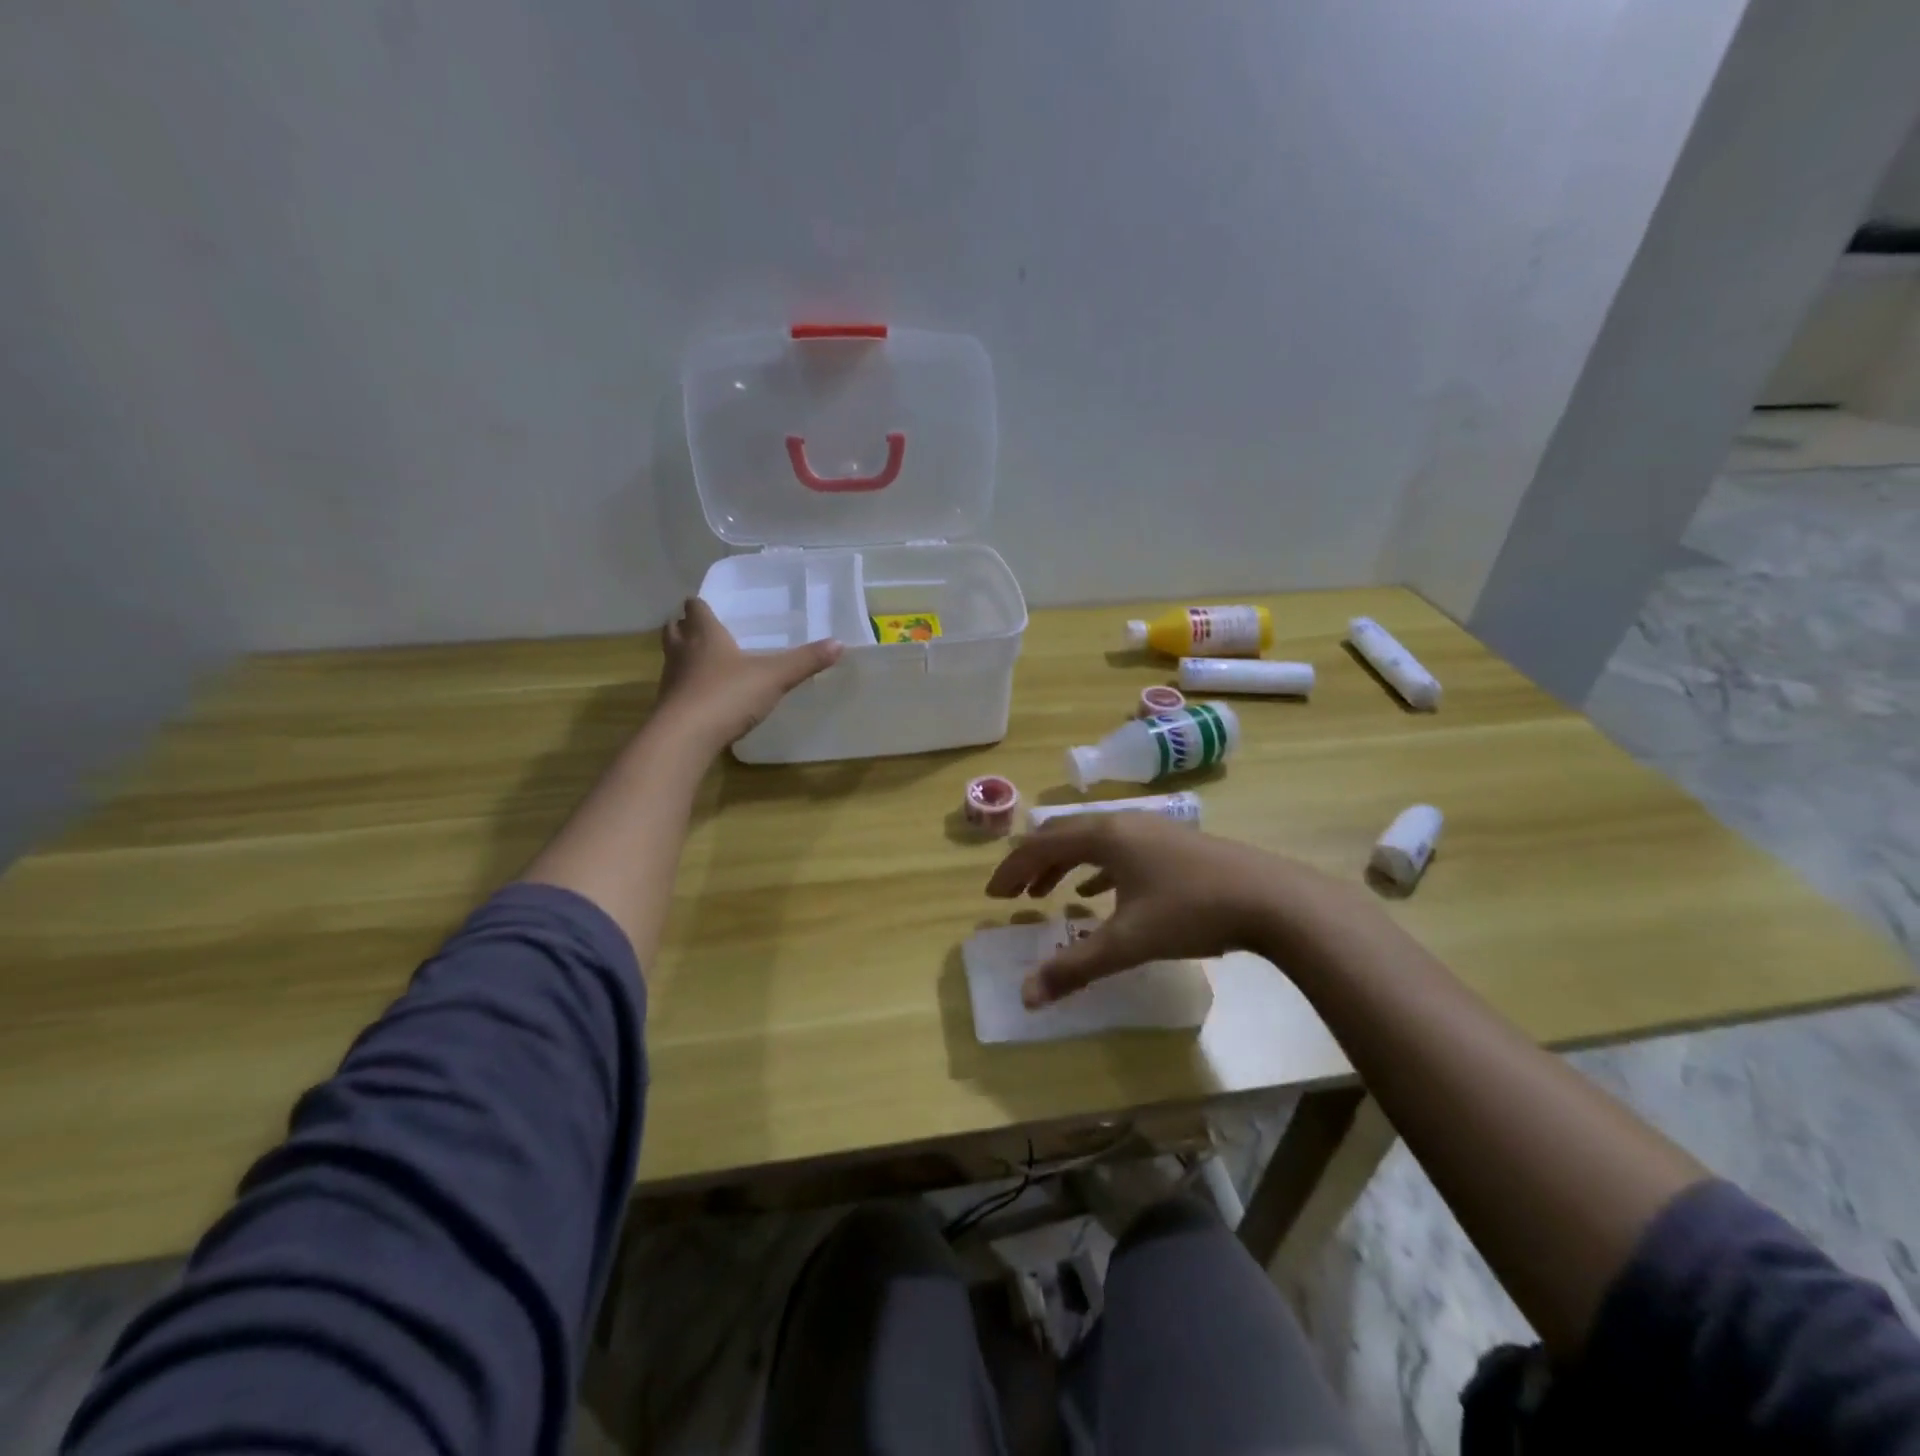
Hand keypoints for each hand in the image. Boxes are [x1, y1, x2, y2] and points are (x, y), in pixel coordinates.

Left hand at [654, 597, 842, 749]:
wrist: (685, 737)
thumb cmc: (728, 695)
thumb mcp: (774, 677)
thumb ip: (805, 661)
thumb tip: (839, 643)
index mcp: (705, 635)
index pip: (695, 609)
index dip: (700, 606)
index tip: (707, 606)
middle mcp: (682, 651)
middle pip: (674, 629)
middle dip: (684, 626)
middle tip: (700, 629)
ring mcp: (671, 680)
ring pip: (672, 658)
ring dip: (683, 655)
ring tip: (703, 661)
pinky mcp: (668, 707)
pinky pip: (676, 688)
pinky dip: (686, 687)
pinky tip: (703, 697)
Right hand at [985, 814, 1361, 1006]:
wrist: (1271, 898)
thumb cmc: (1192, 911)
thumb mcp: (1129, 942)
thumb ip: (1076, 967)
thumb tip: (1026, 996)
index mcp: (1106, 835)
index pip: (1042, 845)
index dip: (1013, 869)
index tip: (993, 894)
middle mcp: (1124, 823)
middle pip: (1064, 836)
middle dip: (1035, 865)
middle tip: (1015, 894)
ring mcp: (1153, 830)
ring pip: (1094, 842)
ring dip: (1066, 866)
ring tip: (1050, 894)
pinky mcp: (1175, 844)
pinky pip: (1120, 850)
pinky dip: (1098, 869)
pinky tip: (1100, 893)